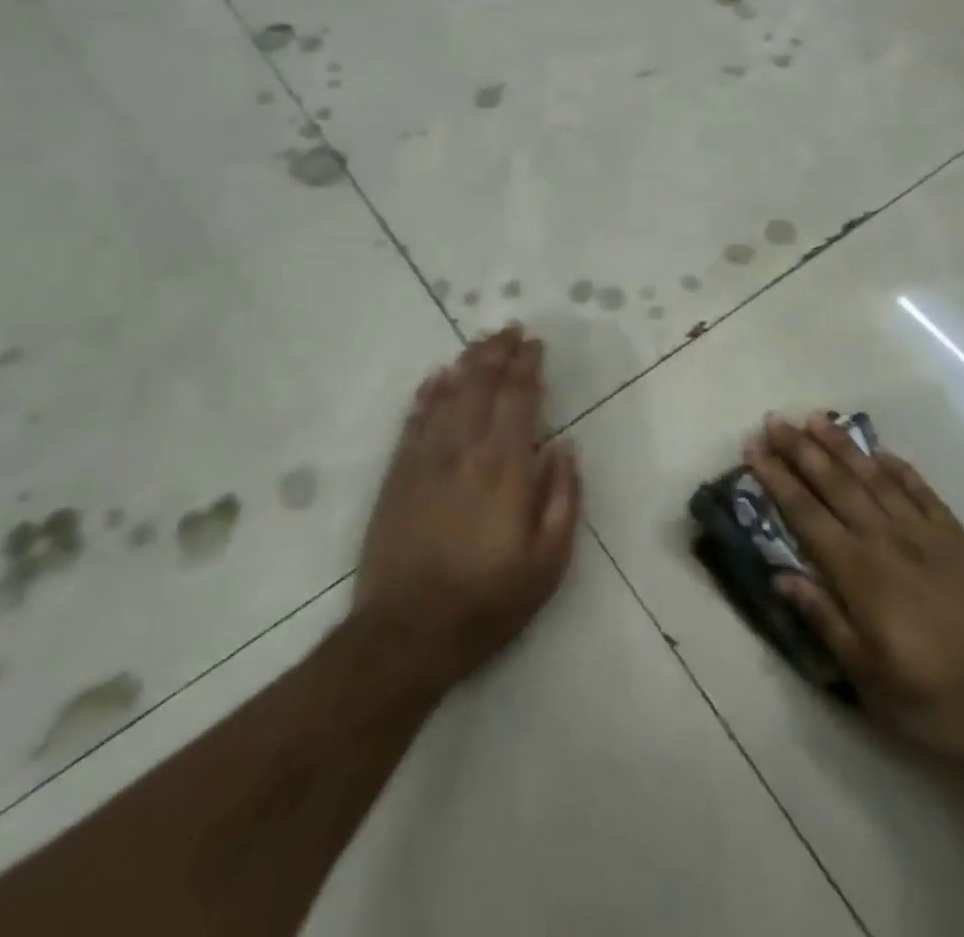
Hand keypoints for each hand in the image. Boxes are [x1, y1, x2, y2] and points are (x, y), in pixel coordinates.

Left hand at [352, 326, 581, 694]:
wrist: (406, 634)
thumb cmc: (488, 601)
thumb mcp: (548, 563)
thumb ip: (562, 498)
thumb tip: (564, 446)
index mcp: (506, 469)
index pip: (519, 400)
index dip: (528, 367)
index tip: (535, 344)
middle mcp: (466, 452)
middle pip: (482, 386)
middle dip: (498, 353)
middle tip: (510, 330)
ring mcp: (427, 461)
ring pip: (449, 395)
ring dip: (467, 364)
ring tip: (481, 341)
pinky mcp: (398, 476)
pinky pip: (415, 421)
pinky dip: (427, 394)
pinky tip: (436, 377)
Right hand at [746, 414, 963, 769]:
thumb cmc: (941, 700)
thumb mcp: (871, 679)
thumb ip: (824, 620)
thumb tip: (780, 575)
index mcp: (860, 573)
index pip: (806, 514)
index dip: (777, 479)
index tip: (754, 448)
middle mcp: (886, 539)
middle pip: (835, 483)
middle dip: (801, 449)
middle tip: (775, 420)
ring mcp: (924, 533)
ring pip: (873, 476)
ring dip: (842, 446)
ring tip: (816, 418)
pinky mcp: (957, 537)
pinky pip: (920, 490)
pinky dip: (898, 467)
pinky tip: (882, 453)